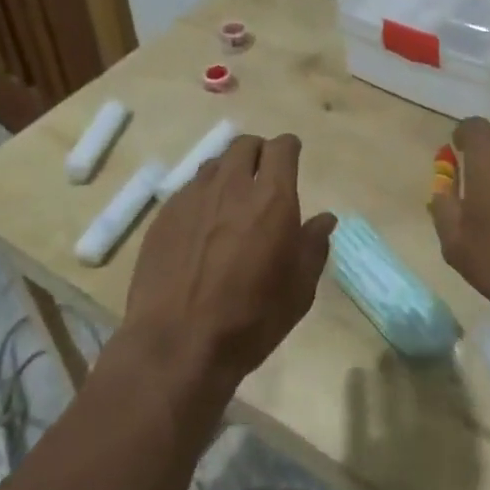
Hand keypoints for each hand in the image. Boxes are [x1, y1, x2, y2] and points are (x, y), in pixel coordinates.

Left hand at [123, 133, 336, 392]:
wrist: (178, 344)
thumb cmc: (251, 319)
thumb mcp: (299, 289)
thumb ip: (314, 245)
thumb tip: (325, 219)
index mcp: (272, 198)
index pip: (282, 148)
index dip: (289, 149)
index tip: (292, 159)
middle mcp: (232, 186)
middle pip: (245, 145)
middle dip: (258, 153)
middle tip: (263, 177)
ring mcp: (193, 197)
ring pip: (215, 164)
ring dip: (229, 172)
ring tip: (231, 200)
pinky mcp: (164, 215)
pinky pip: (189, 189)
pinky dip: (203, 195)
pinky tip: (202, 226)